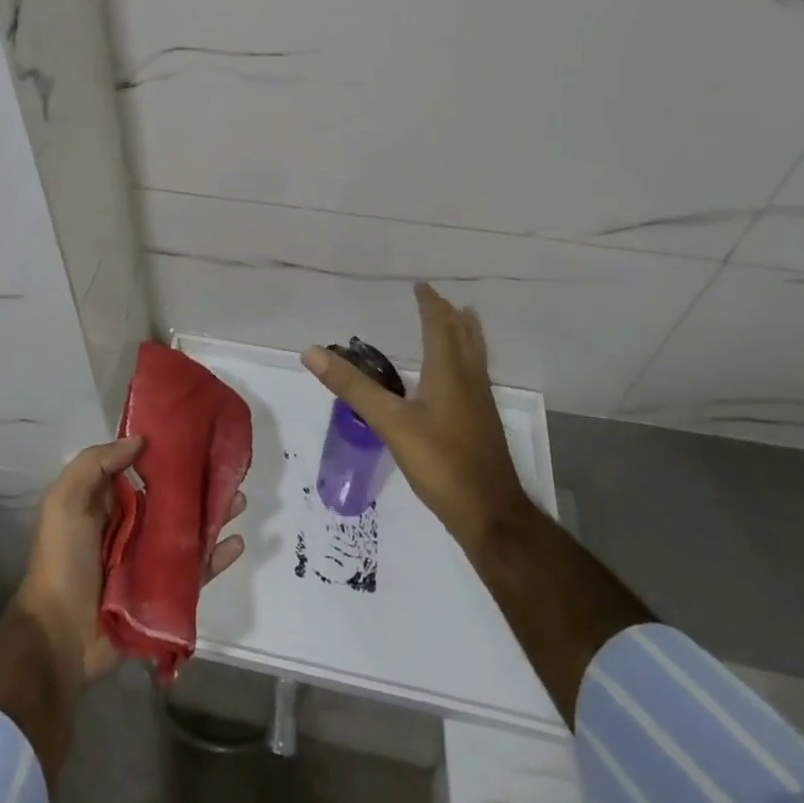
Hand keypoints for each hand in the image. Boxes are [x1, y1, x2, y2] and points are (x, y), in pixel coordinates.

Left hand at [14, 437, 245, 685]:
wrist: (59, 637)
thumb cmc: (62, 560)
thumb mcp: (65, 500)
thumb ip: (96, 463)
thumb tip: (140, 440)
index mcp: (108, 502)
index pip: (142, 469)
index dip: (166, 453)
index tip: (195, 435)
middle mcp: (132, 526)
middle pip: (172, 499)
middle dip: (199, 484)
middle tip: (227, 469)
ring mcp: (150, 561)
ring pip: (190, 531)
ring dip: (215, 515)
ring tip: (240, 501)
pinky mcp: (165, 593)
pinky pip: (196, 570)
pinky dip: (217, 557)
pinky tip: (237, 543)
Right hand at [302, 284, 530, 547]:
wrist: (492, 516)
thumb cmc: (442, 463)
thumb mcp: (390, 423)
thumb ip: (353, 387)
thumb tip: (311, 352)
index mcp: (449, 372)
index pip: (440, 326)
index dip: (430, 305)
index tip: (421, 286)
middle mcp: (469, 381)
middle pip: (464, 337)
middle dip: (451, 315)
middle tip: (439, 299)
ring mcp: (481, 404)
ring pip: (475, 356)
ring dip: (465, 334)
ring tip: (462, 321)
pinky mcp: (483, 425)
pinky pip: (475, 376)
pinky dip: (466, 360)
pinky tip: (458, 379)